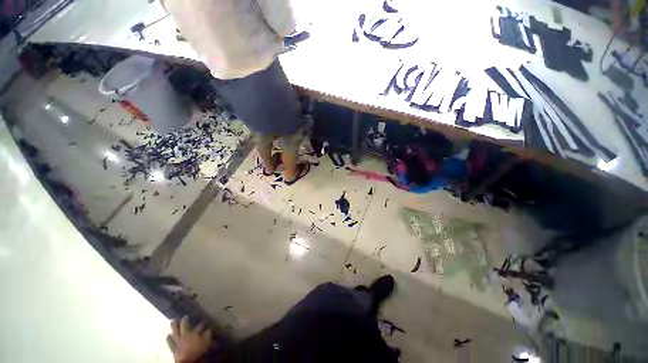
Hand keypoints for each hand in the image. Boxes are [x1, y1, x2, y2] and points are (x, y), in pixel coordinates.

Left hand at [167, 316, 212, 362]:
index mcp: (194, 333)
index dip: (203, 323)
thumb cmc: (198, 351)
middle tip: (184, 315)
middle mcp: (185, 335)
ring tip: (172, 321)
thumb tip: (209, 328)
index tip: (206, 321)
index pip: (200, 326)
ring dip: (174, 327)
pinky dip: (169, 339)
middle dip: (184, 320)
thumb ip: (208, 335)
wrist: (187, 361)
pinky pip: (170, 342)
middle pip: (184, 326)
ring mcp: (178, 341)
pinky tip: (168, 335)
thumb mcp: (206, 342)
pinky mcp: (173, 348)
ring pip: (175, 332)